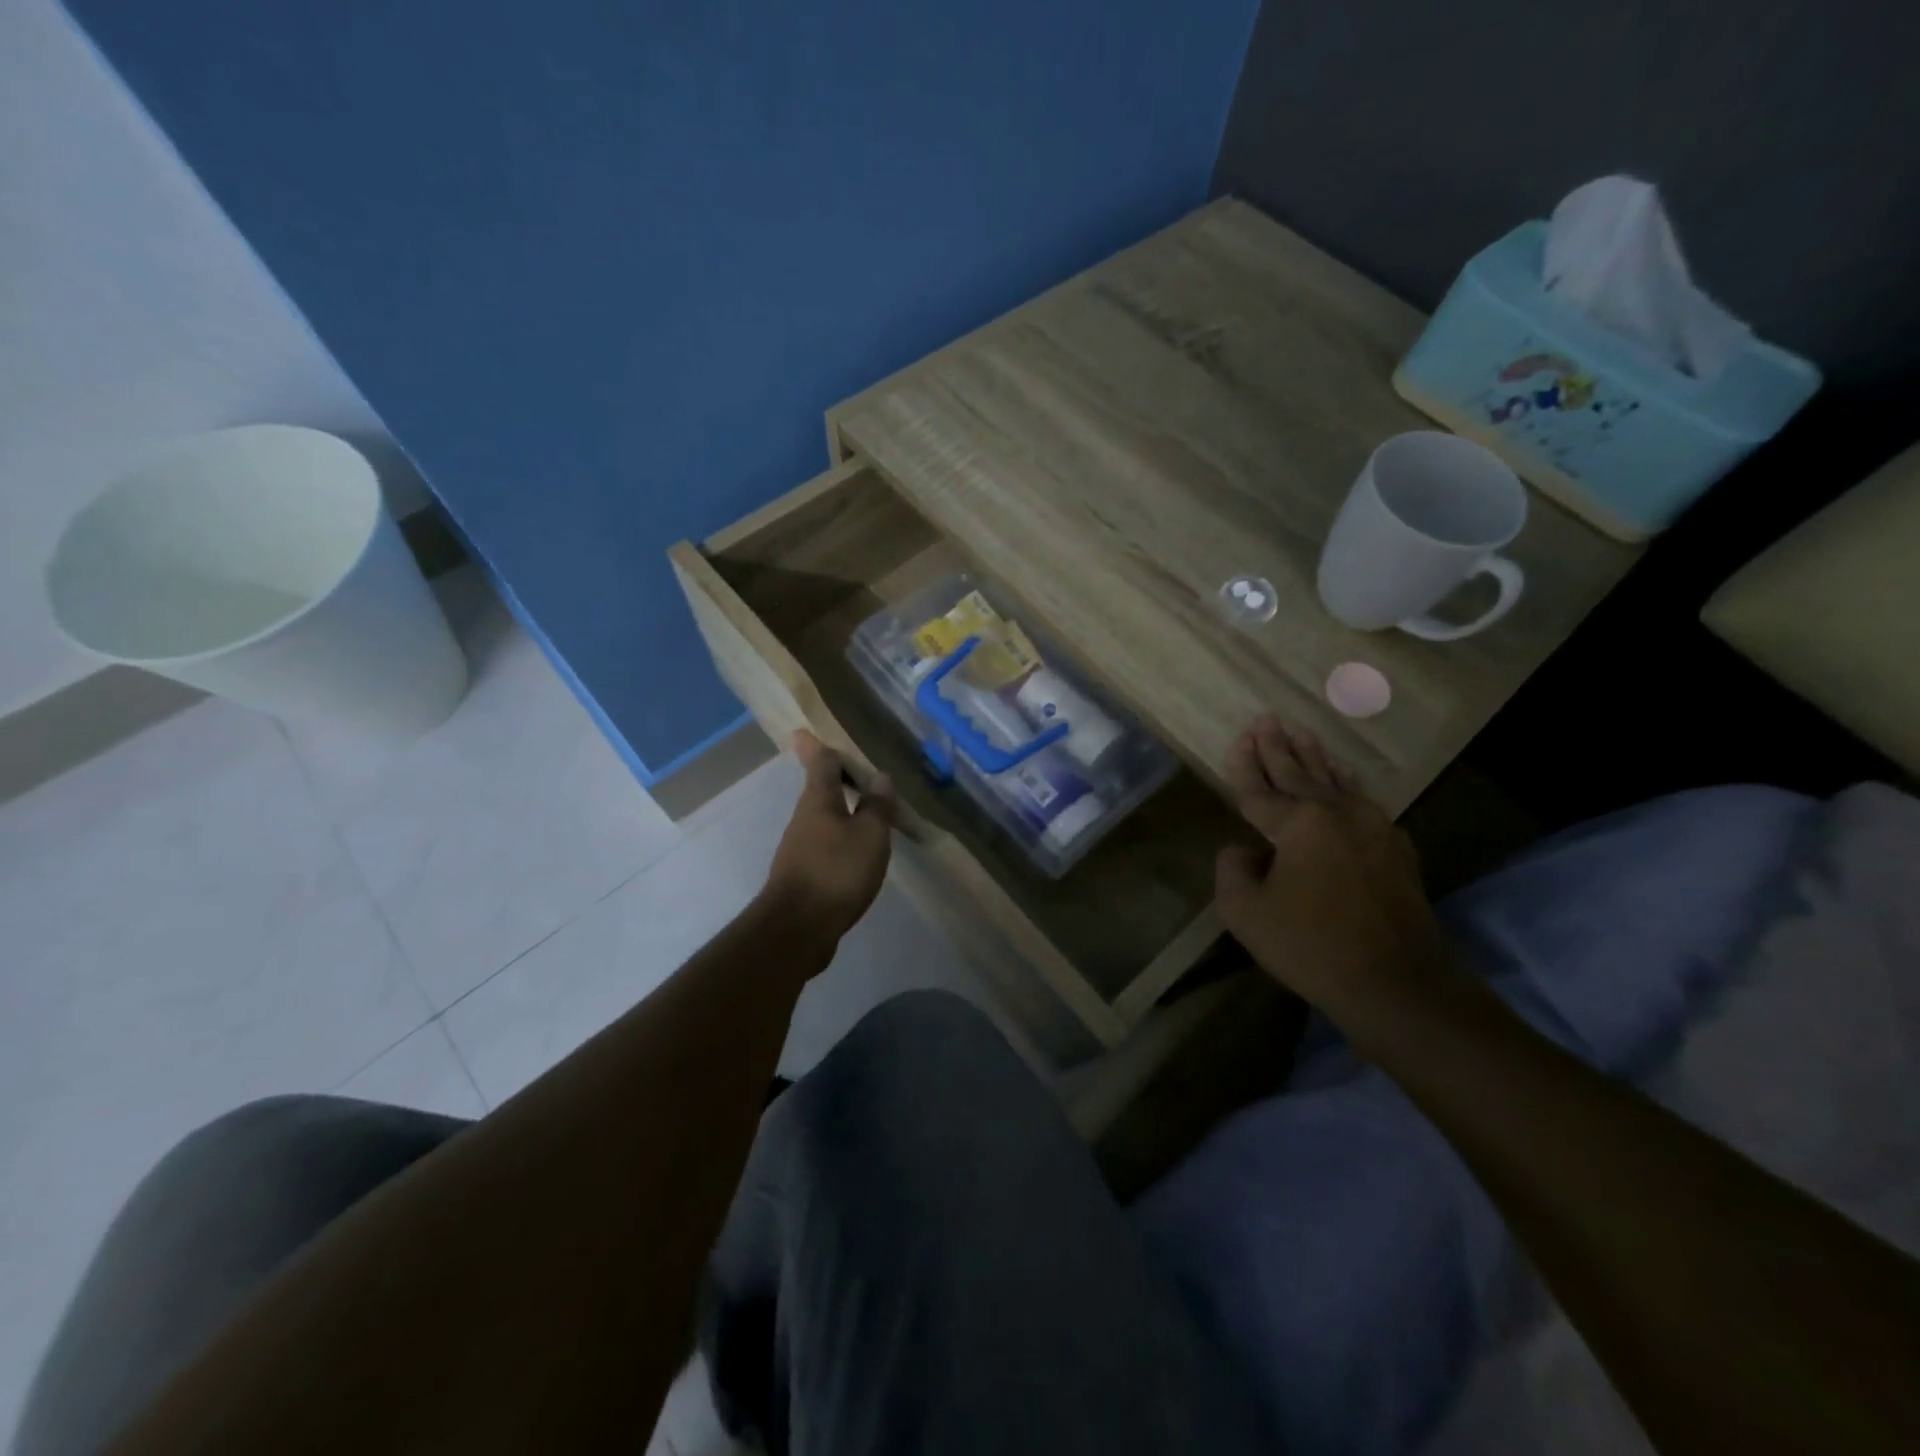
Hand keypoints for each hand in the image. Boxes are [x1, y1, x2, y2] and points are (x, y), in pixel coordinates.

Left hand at [762, 731, 895, 942]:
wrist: (797, 929)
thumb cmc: (836, 872)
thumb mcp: (869, 836)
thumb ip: (877, 807)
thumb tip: (880, 778)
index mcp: (818, 800)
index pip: (821, 762)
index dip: (819, 745)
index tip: (807, 730)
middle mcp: (804, 819)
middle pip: (819, 789)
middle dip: (834, 777)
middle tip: (854, 767)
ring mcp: (799, 848)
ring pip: (822, 818)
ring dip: (840, 809)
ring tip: (866, 807)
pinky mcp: (803, 875)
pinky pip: (824, 844)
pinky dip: (840, 837)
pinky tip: (857, 849)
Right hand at [1214, 715, 1447, 1027]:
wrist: (1397, 983)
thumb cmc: (1310, 945)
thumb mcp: (1245, 911)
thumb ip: (1232, 869)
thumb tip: (1244, 850)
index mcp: (1298, 824)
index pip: (1260, 790)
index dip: (1244, 766)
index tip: (1238, 740)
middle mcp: (1337, 813)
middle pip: (1299, 774)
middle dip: (1278, 747)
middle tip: (1267, 719)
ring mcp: (1373, 828)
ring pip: (1335, 782)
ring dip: (1315, 758)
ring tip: (1304, 733)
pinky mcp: (1396, 849)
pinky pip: (1362, 801)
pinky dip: (1346, 784)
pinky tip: (1344, 777)